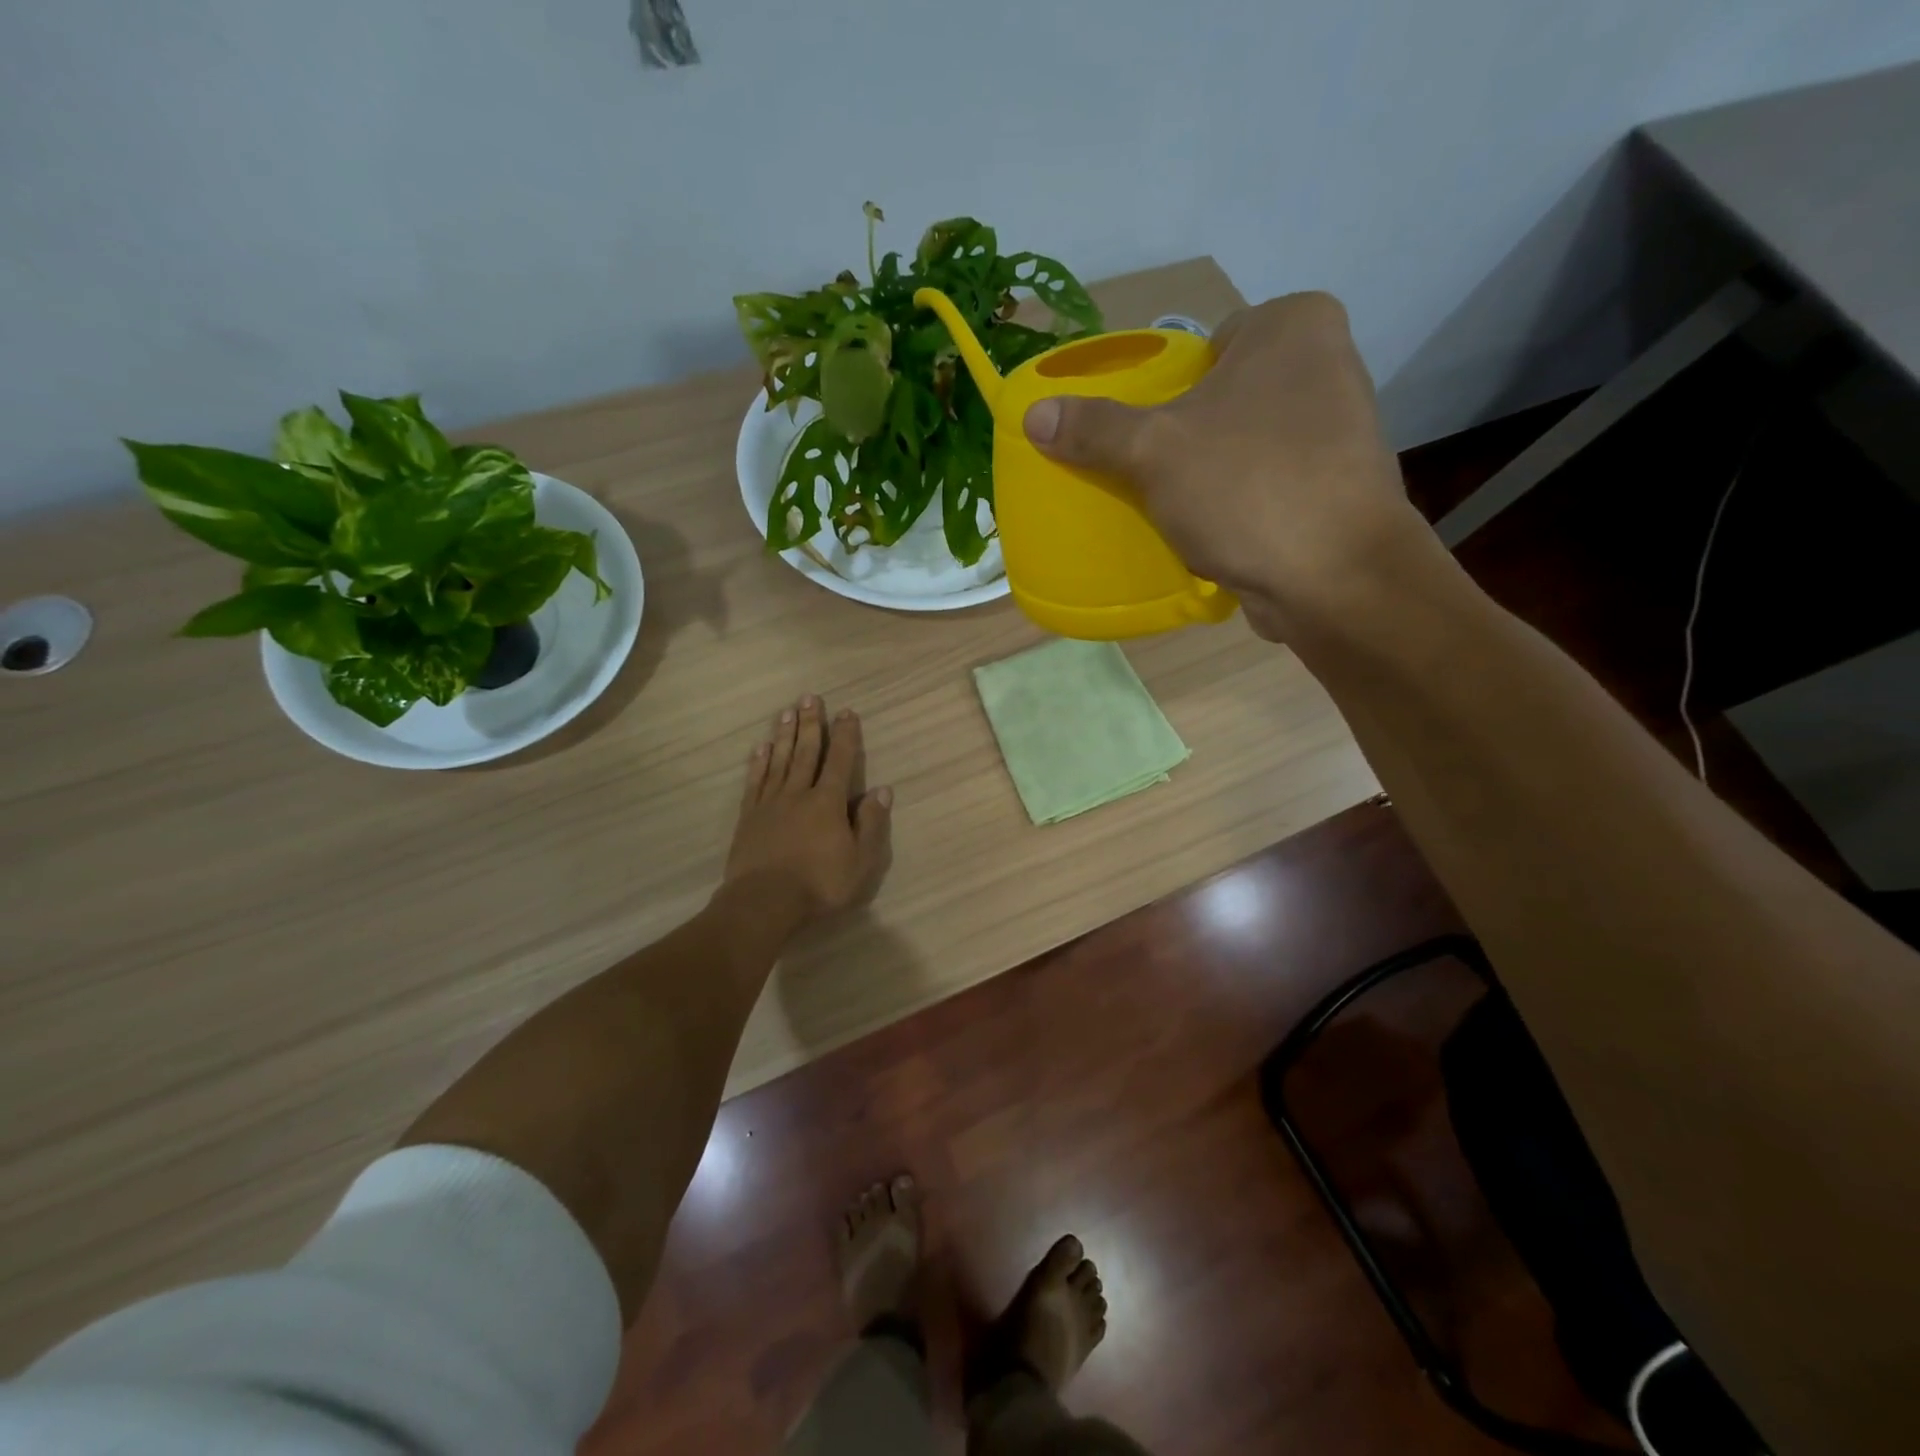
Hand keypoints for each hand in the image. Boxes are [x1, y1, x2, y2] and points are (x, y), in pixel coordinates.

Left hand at [724, 695, 892, 929]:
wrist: (764, 902)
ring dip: (785, 735)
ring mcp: (770, 803)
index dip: (846, 736)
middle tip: (809, 697)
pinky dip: (759, 762)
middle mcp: (798, 794)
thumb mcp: (861, 860)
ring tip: (787, 712)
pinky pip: (756, 781)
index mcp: (828, 802)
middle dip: (811, 724)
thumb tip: (882, 790)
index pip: (841, 761)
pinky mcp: (749, 817)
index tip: (847, 712)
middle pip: (806, 752)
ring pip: (780, 761)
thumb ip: (871, 823)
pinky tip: (761, 747)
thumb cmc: (819, 884)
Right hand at [1022, 292, 1424, 640]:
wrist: (1334, 577)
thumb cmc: (1246, 487)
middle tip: (1146, 471)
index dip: (1166, 389)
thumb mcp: (1153, 451)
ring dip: (1209, 471)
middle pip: (1223, 395)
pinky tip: (1210, 529)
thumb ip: (1094, 428)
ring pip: (1244, 442)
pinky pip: (1265, 481)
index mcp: (1293, 324)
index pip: (1205, 346)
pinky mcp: (1337, 485)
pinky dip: (1237, 501)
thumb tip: (1033, 414)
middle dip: (1185, 433)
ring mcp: (1340, 428)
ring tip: (1171, 504)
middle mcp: (1327, 362)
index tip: (1143, 432)